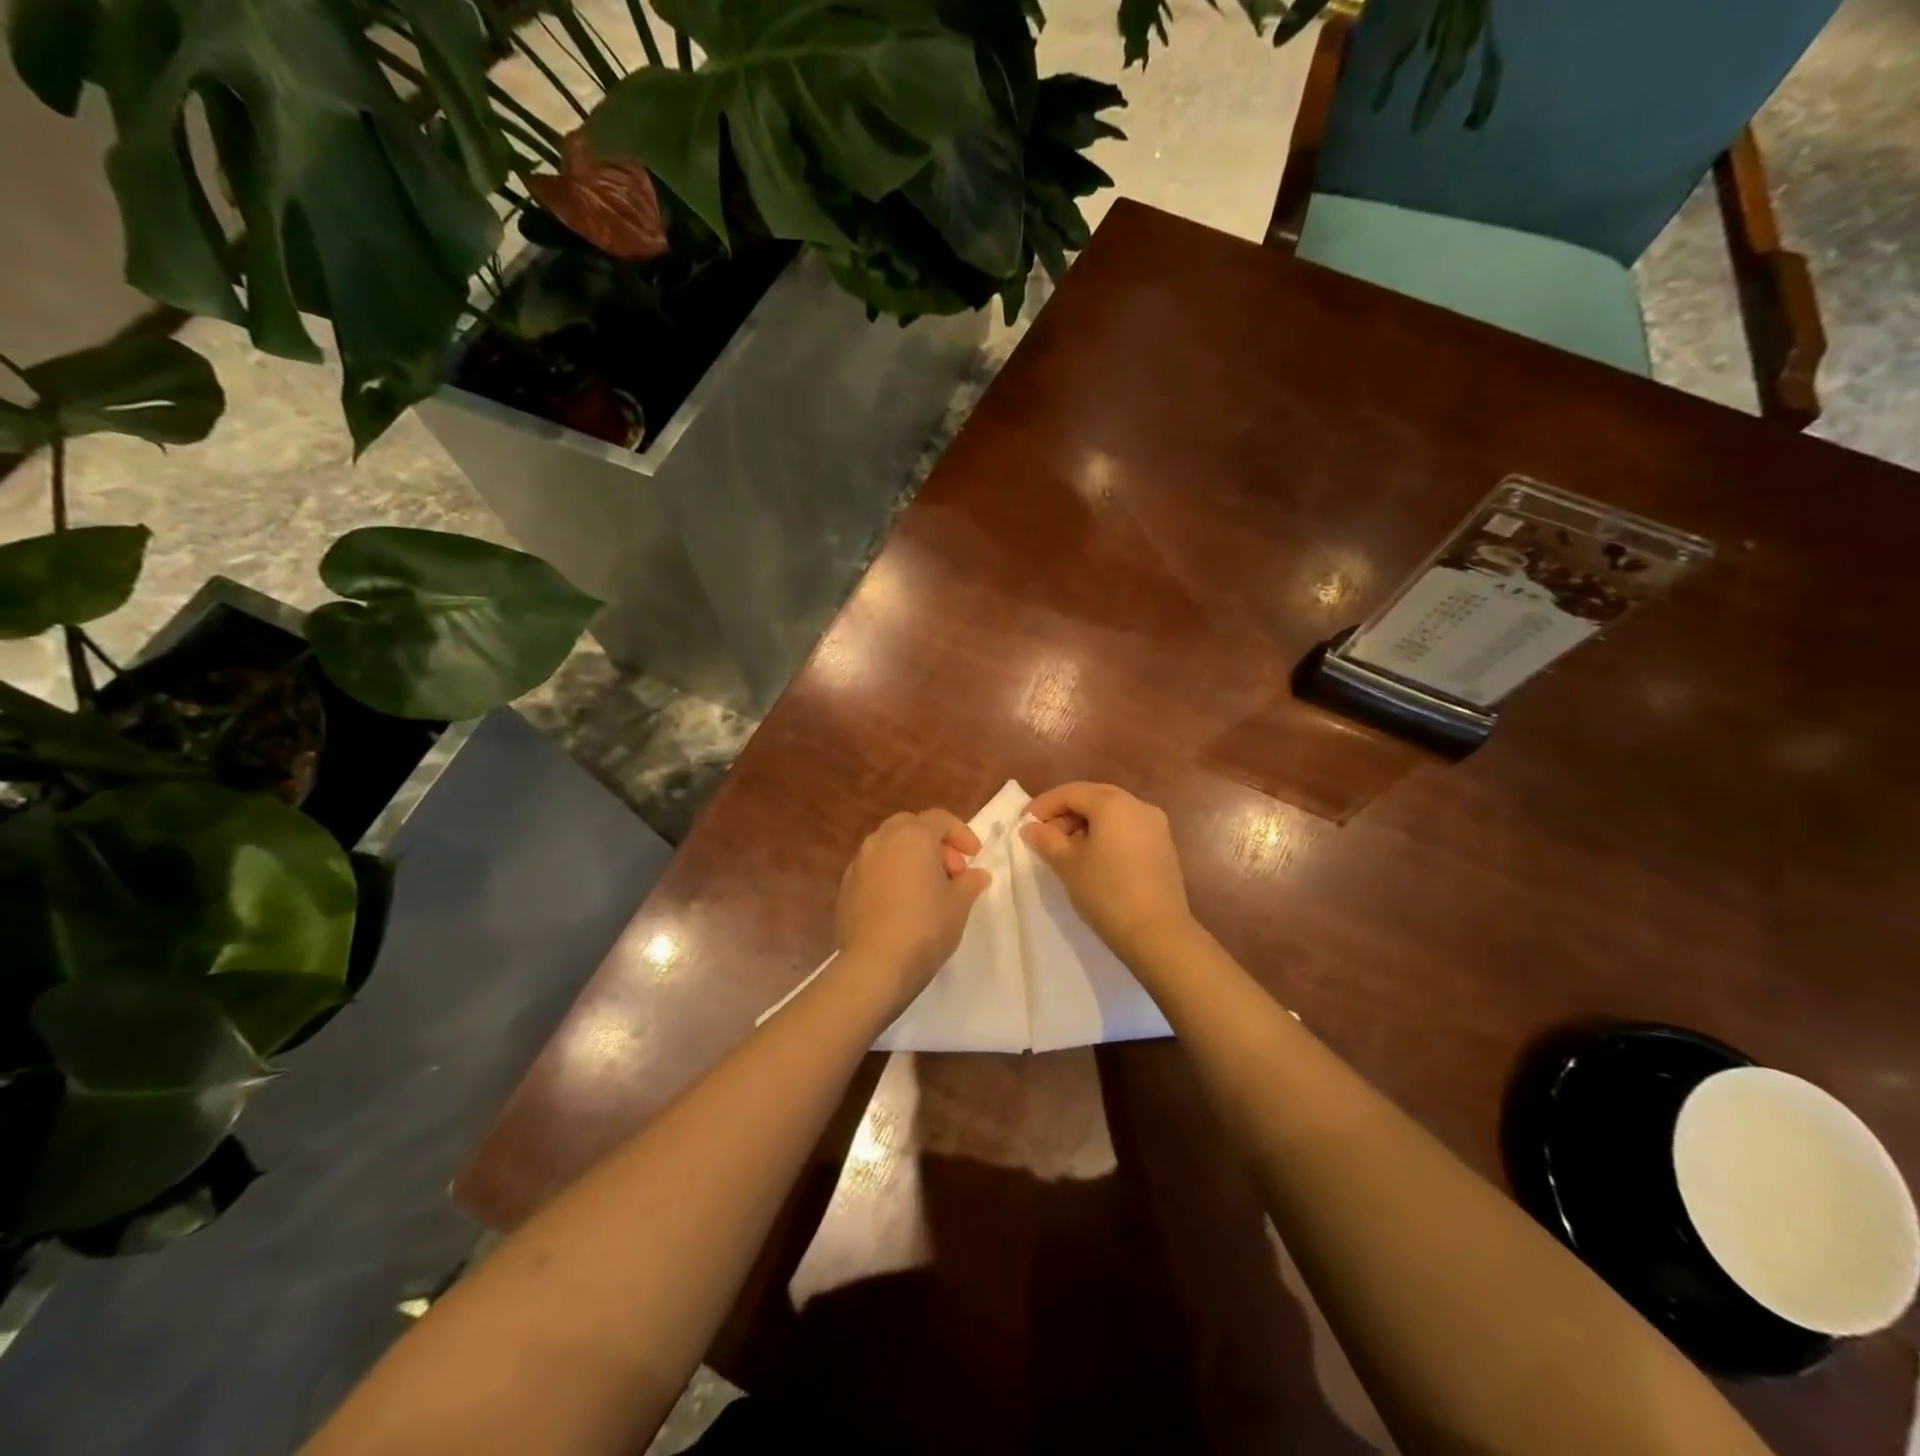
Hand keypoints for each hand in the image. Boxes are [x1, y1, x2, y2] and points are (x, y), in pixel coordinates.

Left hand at [836, 809, 990, 1008]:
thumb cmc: (925, 926)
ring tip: (927, 889)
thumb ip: (970, 882)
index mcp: (912, 836)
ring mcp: (859, 863)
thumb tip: (975, 875)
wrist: (875, 965)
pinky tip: (901, 904)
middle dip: (934, 843)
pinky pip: (874, 870)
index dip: (961, 833)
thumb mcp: (959, 903)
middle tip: (951, 870)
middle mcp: (881, 840)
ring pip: (889, 847)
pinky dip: (891, 876)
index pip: (940, 819)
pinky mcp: (845, 888)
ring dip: (910, 858)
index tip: (974, 856)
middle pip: (911, 827)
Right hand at [1021, 783, 1193, 963]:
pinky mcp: (1163, 846)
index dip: (1043, 805)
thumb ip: (1046, 840)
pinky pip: (1127, 828)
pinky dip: (1105, 834)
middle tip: (1043, 834)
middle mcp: (1137, 805)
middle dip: (1065, 812)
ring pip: (1112, 812)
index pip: (1070, 792)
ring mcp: (1155, 825)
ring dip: (1085, 823)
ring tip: (1065, 848)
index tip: (1024, 824)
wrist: (1158, 933)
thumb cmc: (1106, 892)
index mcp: (1113, 803)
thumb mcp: (1067, 864)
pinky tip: (1092, 857)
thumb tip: (1031, 828)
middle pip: (1093, 797)